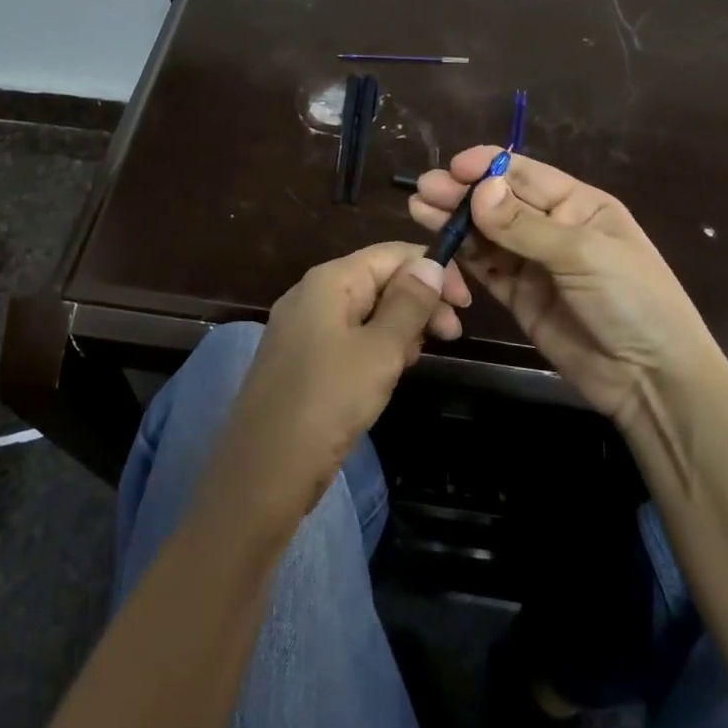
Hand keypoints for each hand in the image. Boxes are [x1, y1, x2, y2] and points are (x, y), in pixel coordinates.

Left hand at [200, 243, 471, 533]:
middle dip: (419, 301)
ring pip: (365, 310)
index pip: (392, 254)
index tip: (465, 306)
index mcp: (330, 280)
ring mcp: (302, 326)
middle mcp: (311, 293)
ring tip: (413, 361)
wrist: (263, 473)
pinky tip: (386, 374)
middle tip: (451, 337)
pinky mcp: (300, 357)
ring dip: (399, 327)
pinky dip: (374, 346)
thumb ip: (409, 303)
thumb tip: (430, 262)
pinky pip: (347, 336)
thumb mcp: (380, 351)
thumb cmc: (328, 403)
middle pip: (378, 279)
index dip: (432, 271)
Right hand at [410, 149, 721, 430]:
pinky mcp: (519, 296)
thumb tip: (479, 190)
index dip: (488, 168)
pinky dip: (462, 256)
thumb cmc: (632, 301)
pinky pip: (485, 268)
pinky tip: (438, 244)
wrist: (650, 379)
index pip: (525, 174)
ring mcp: (534, 263)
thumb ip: (525, 225)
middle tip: (423, 190)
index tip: (452, 168)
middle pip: (499, 202)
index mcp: (579, 204)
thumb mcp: (583, 255)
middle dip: (462, 193)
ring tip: (418, 209)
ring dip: (454, 221)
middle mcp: (553, 227)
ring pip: (486, 233)